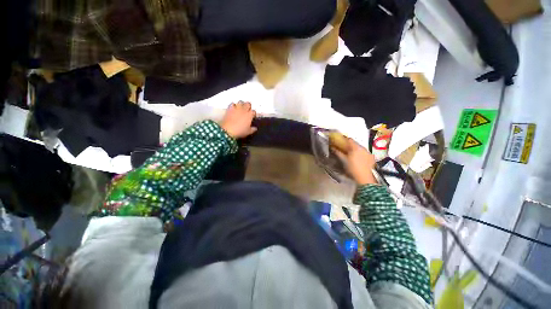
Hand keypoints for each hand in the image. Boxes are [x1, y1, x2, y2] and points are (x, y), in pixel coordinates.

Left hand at [219, 101, 256, 138]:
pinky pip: (232, 104)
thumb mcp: (248, 132)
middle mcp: (244, 110)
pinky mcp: (230, 108)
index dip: (254, 114)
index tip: (253, 116)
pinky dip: (233, 105)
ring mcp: (236, 108)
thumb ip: (253, 129)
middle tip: (248, 110)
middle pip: (248, 104)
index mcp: (249, 115)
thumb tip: (255, 128)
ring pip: (241, 102)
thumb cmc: (239, 131)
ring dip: (242, 104)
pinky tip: (234, 108)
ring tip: (241, 107)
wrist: (228, 130)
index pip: (254, 112)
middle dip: (249, 106)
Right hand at [333, 137, 376, 184]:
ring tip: (351, 155)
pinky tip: (358, 159)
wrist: (365, 178)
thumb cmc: (352, 168)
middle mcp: (363, 148)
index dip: (344, 140)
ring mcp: (368, 153)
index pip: (349, 140)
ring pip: (360, 148)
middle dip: (349, 145)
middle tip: (344, 149)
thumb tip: (333, 148)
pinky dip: (360, 154)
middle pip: (355, 144)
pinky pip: (364, 153)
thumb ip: (338, 153)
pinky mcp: (371, 158)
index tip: (339, 142)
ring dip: (355, 150)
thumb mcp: (343, 160)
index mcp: (355, 147)